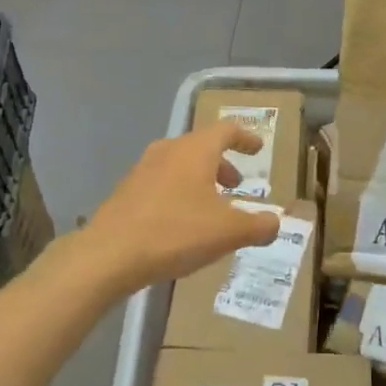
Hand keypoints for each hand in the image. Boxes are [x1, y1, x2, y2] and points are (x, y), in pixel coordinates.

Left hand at [79, 119, 281, 293]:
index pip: (226, 130)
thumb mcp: (228, 232)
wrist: (109, 255)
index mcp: (195, 150)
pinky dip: (180, 193)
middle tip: (236, 185)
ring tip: (211, 207)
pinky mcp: (126, 191)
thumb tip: (276, 223)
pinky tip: (182, 223)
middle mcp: (168, 150)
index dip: (246, 138)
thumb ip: (258, 225)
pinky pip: (162, 183)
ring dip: (200, 180)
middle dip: (223, 164)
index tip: (258, 148)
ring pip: (180, 165)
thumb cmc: (175, 232)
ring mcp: (142, 169)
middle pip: (202, 147)